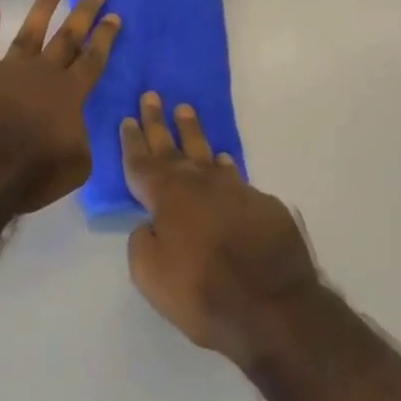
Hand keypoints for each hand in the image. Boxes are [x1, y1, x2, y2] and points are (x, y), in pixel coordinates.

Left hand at [0, 0, 120, 214]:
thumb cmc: (32, 171)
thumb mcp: (76, 165)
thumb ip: (81, 139)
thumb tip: (75, 126)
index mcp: (69, 93)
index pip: (93, 59)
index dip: (105, 37)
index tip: (115, 15)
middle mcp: (43, 72)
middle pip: (68, 36)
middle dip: (84, 12)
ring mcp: (10, 68)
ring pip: (30, 32)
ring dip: (42, 9)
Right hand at [121, 92, 323, 366]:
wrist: (274, 304)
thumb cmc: (203, 291)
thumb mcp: (151, 276)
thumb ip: (141, 243)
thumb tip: (148, 224)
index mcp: (166, 196)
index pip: (141, 162)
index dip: (132, 140)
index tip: (127, 118)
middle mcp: (197, 182)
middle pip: (171, 146)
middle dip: (158, 121)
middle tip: (151, 96)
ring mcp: (231, 188)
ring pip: (205, 151)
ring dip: (192, 131)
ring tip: (185, 110)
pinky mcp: (260, 202)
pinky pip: (234, 176)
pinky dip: (224, 166)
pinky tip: (224, 161)